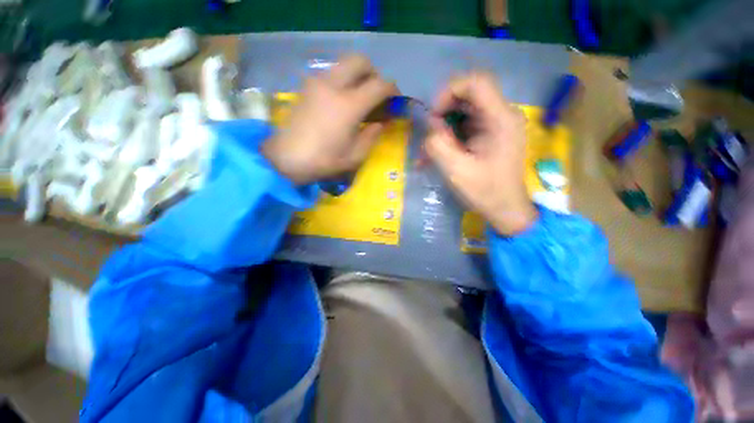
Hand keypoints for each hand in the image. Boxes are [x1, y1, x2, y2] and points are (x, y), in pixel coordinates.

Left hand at [262, 55, 396, 184]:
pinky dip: (342, 80)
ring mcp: (317, 82)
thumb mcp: (355, 156)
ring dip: (357, 76)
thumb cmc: (324, 161)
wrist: (287, 158)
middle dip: (374, 74)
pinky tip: (341, 101)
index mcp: (349, 105)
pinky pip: (331, 73)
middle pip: (360, 61)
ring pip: (343, 64)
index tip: (395, 99)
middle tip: (376, 93)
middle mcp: (333, 85)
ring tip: (359, 98)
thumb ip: (371, 136)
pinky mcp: (307, 86)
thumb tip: (379, 123)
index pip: (378, 85)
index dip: (392, 89)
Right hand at [426, 72, 536, 234]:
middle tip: (430, 135)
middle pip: (468, 96)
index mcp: (501, 119)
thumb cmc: (485, 192)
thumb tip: (431, 125)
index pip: (475, 83)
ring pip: (463, 111)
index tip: (434, 116)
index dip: (449, 92)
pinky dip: (449, 136)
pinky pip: (465, 126)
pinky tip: (438, 154)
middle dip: (443, 113)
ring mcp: (496, 125)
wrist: (505, 209)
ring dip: (444, 127)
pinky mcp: (490, 135)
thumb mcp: (456, 170)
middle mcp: (502, 115)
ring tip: (430, 150)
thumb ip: (438, 144)